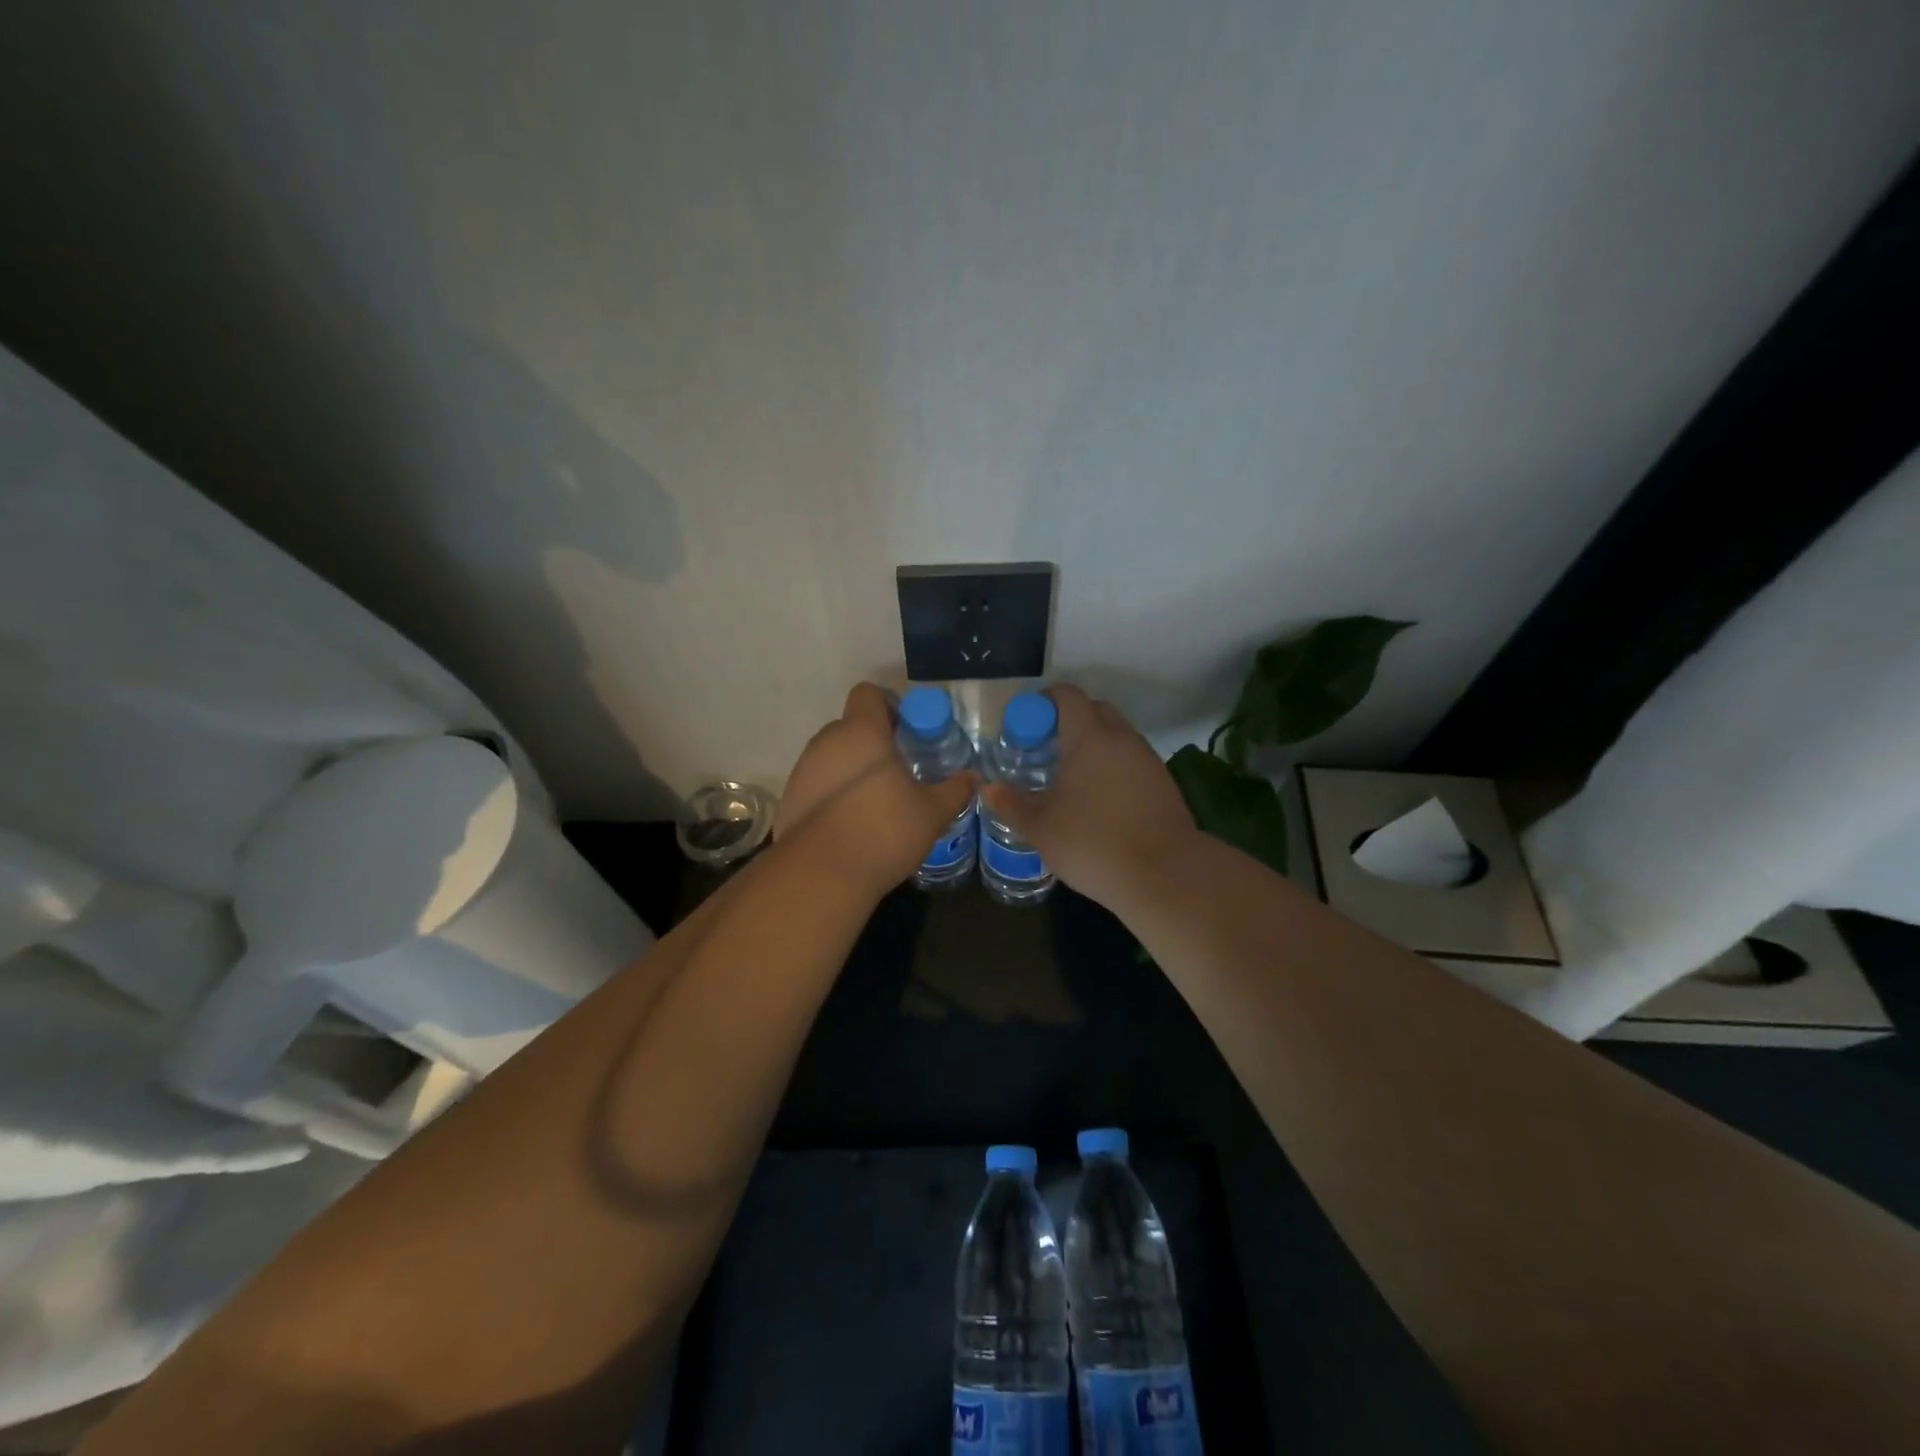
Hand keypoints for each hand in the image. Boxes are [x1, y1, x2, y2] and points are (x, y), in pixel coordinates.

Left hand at [775, 683, 976, 892]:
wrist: (821, 874)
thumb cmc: (883, 830)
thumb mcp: (932, 812)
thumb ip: (954, 790)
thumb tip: (972, 778)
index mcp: (861, 732)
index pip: (868, 693)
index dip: (889, 705)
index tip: (907, 732)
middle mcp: (827, 742)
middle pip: (851, 726)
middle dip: (875, 742)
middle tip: (900, 771)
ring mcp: (803, 771)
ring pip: (833, 756)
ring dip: (853, 769)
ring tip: (877, 802)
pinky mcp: (790, 800)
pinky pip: (818, 784)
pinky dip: (835, 794)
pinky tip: (853, 824)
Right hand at [979, 685, 1195, 908]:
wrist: (1164, 874)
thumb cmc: (1093, 844)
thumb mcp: (1041, 828)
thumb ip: (1012, 804)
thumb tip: (988, 788)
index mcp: (1089, 737)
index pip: (1067, 696)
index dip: (1044, 702)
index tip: (1027, 724)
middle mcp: (1121, 738)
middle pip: (1095, 709)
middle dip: (1070, 720)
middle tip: (1047, 748)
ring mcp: (1147, 759)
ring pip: (1117, 735)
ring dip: (1095, 744)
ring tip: (1073, 776)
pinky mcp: (1164, 782)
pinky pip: (1132, 759)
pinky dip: (1114, 765)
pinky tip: (1101, 798)